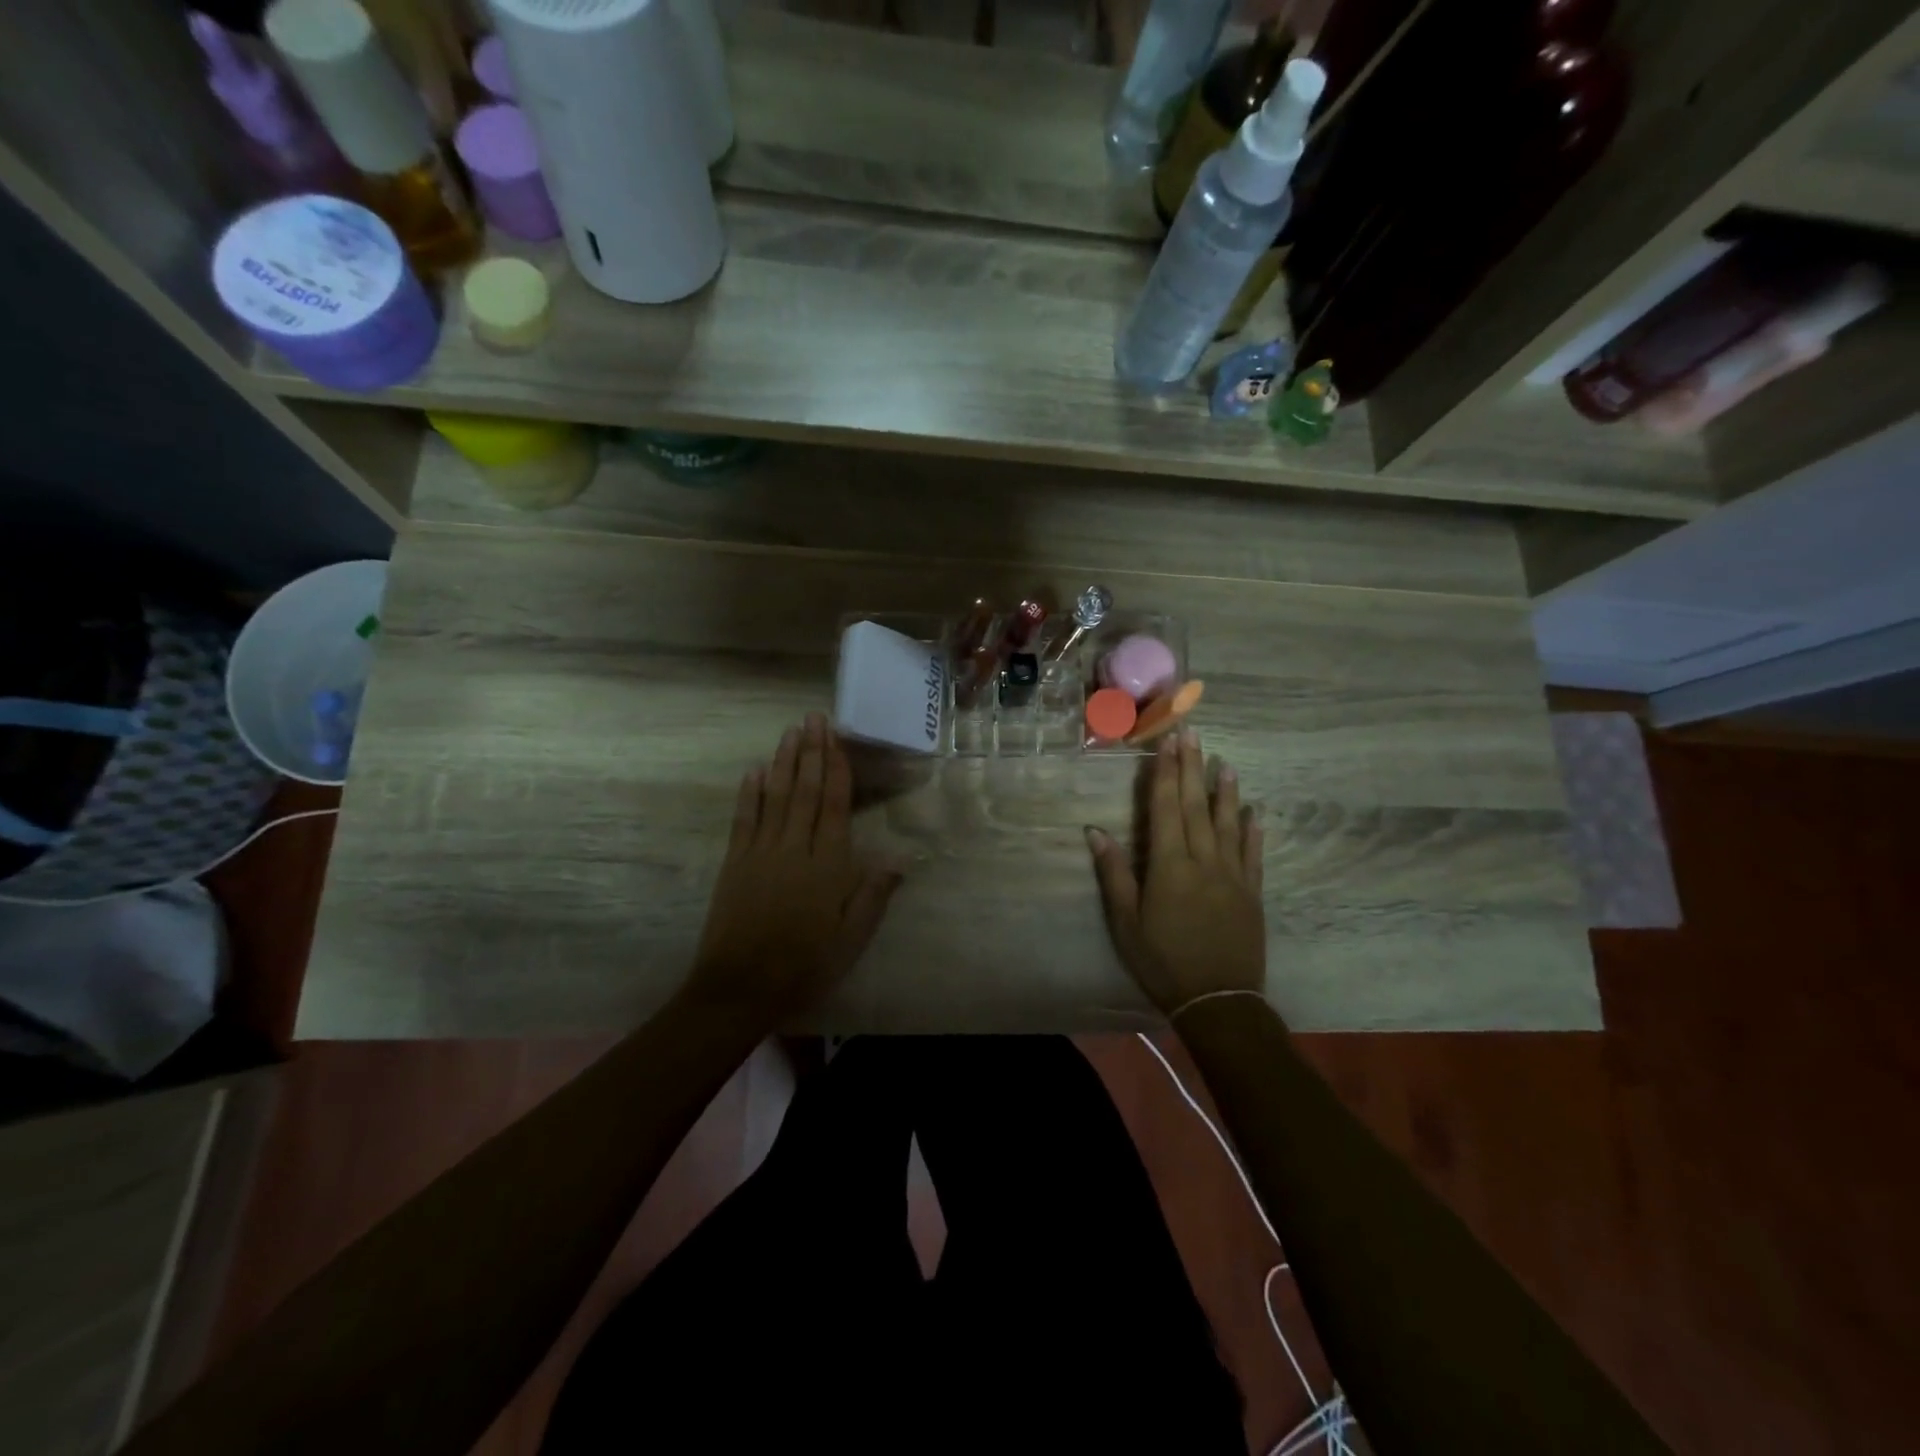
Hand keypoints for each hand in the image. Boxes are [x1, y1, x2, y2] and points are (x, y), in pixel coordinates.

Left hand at [687, 714, 901, 1024]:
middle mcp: (794, 849)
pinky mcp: (735, 863)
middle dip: (811, 752)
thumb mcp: (851, 940)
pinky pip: (744, 819)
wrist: (739, 988)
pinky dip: (750, 793)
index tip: (836, 738)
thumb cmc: (804, 966)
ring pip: (775, 797)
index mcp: (828, 866)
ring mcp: (761, 852)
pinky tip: (754, 771)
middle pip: (805, 791)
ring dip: (783, 762)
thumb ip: (873, 896)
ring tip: (790, 732)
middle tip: (813, 718)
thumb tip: (900, 860)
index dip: (836, 769)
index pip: (834, 806)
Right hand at [1086, 729, 1264, 1016]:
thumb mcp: (1126, 922)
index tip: (1168, 742)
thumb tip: (1095, 831)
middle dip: (1192, 768)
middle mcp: (1204, 861)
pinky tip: (1255, 813)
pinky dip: (1253, 831)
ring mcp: (1233, 876)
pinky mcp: (1253, 893)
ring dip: (1226, 792)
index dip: (1165, 773)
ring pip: (1228, 823)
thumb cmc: (1163, 961)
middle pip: (1196, 806)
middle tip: (1193, 734)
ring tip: (1225, 762)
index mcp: (1169, 866)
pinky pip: (1253, 855)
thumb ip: (1114, 874)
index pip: (1166, 808)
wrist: (1219, 1001)